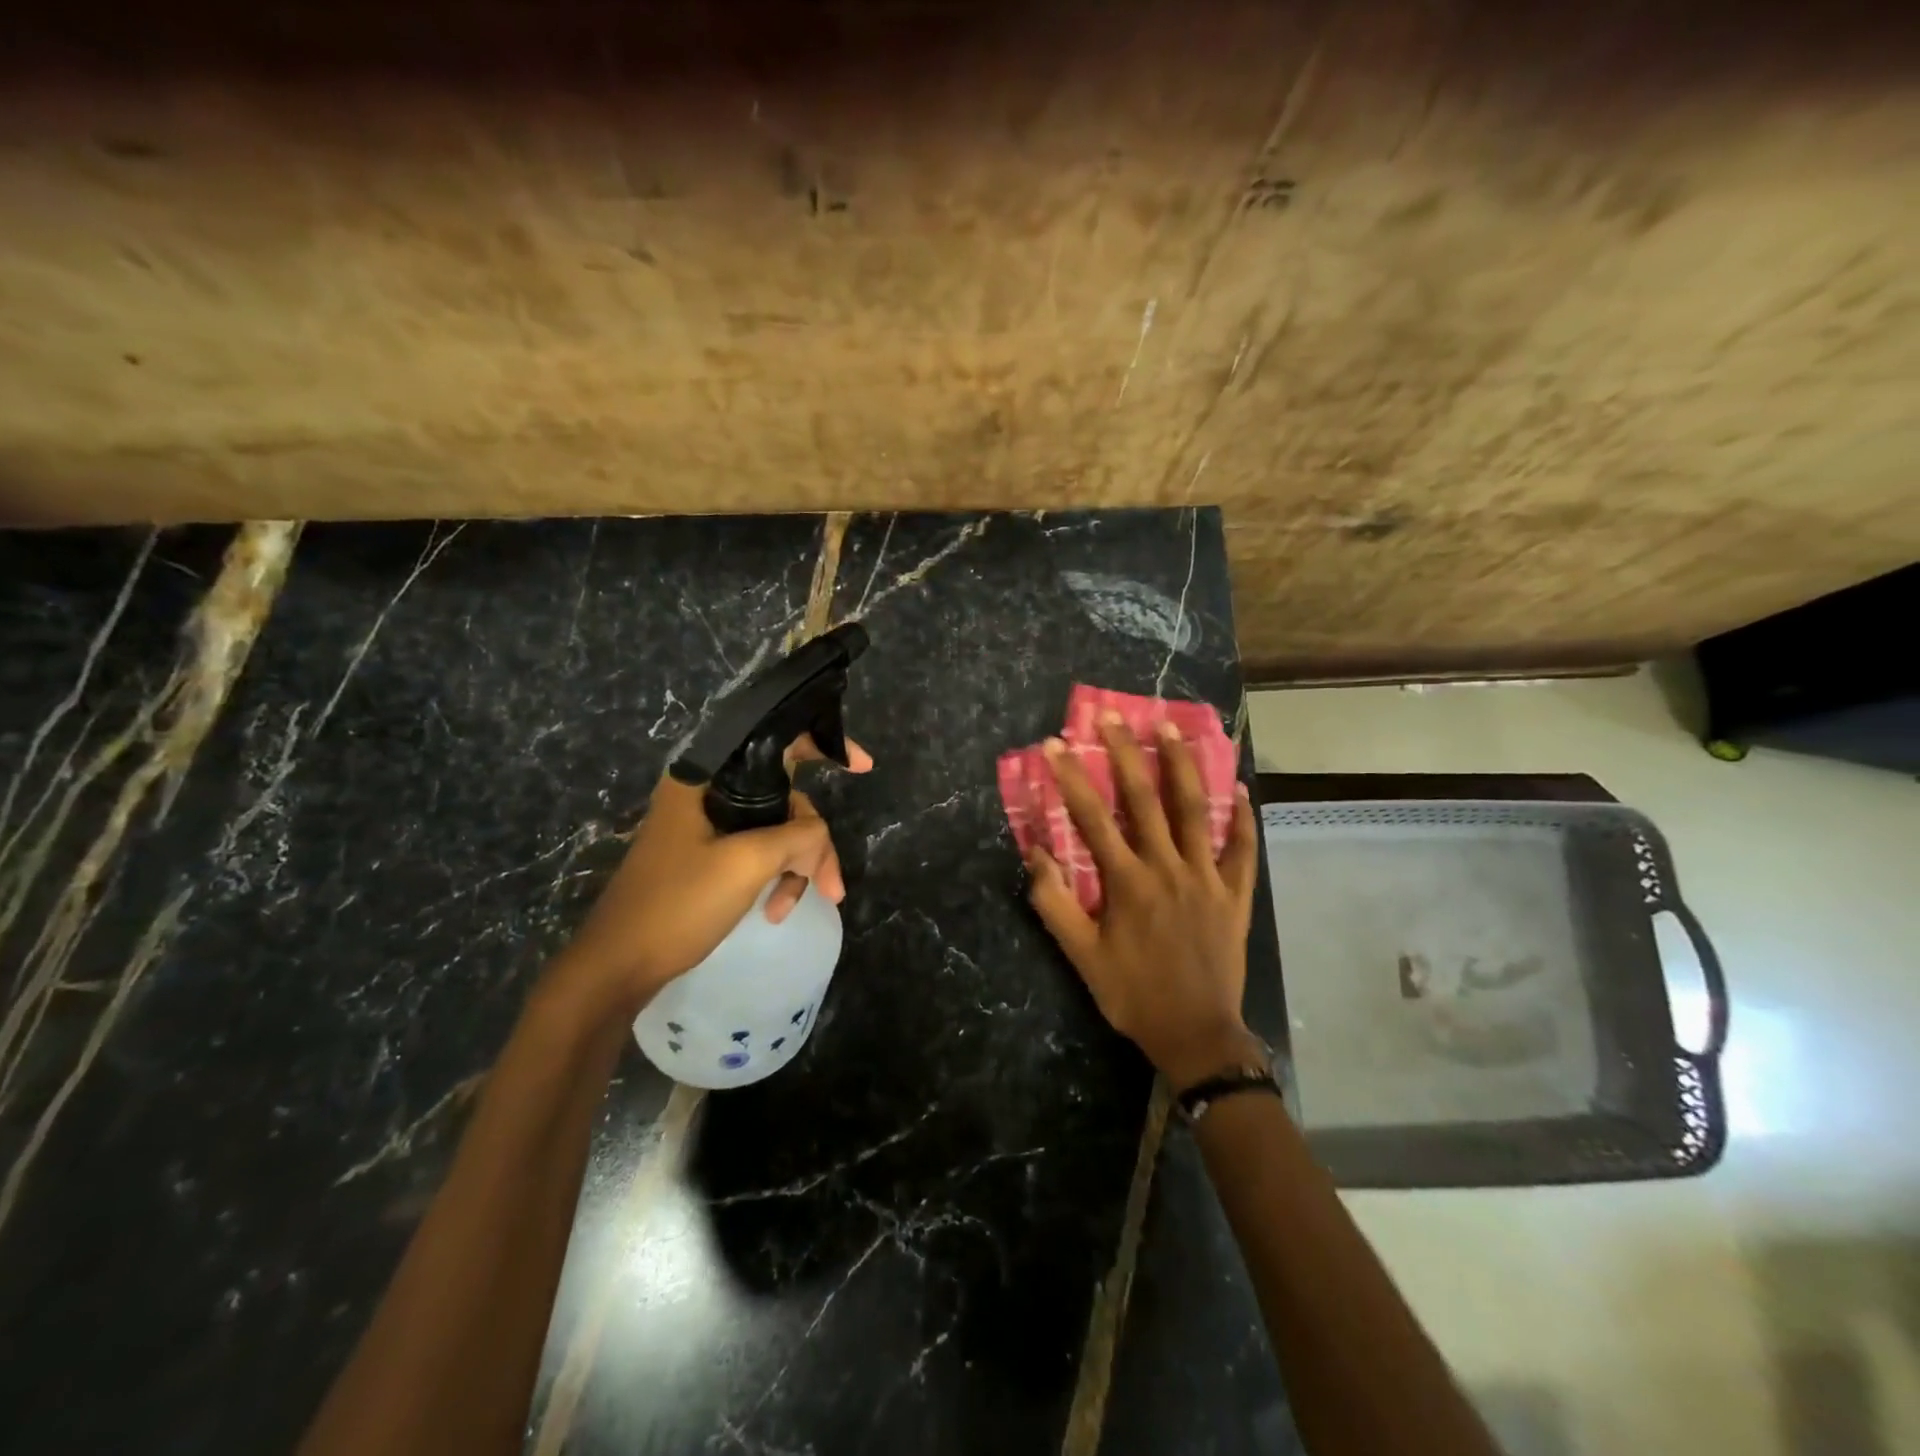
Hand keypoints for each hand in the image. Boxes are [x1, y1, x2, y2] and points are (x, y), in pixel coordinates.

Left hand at [553, 734, 872, 1014]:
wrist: (616, 967)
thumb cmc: (677, 905)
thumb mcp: (747, 864)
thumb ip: (798, 836)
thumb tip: (817, 839)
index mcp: (706, 777)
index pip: (775, 742)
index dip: (824, 744)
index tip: (864, 766)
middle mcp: (706, 792)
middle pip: (785, 797)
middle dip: (813, 841)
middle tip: (831, 886)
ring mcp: (705, 826)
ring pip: (776, 829)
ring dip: (796, 866)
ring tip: (794, 907)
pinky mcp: (706, 856)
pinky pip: (758, 852)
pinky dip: (775, 877)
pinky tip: (775, 910)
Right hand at [1025, 714, 1262, 1089]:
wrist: (1196, 1034)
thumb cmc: (1133, 994)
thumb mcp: (1081, 956)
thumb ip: (1055, 903)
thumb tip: (1036, 854)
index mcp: (1127, 882)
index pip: (1093, 818)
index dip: (1071, 778)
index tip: (1055, 744)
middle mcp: (1167, 868)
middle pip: (1145, 799)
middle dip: (1125, 753)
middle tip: (1113, 716)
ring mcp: (1207, 877)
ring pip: (1194, 811)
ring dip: (1181, 766)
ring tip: (1171, 729)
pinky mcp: (1235, 894)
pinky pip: (1242, 849)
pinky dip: (1241, 818)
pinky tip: (1238, 788)